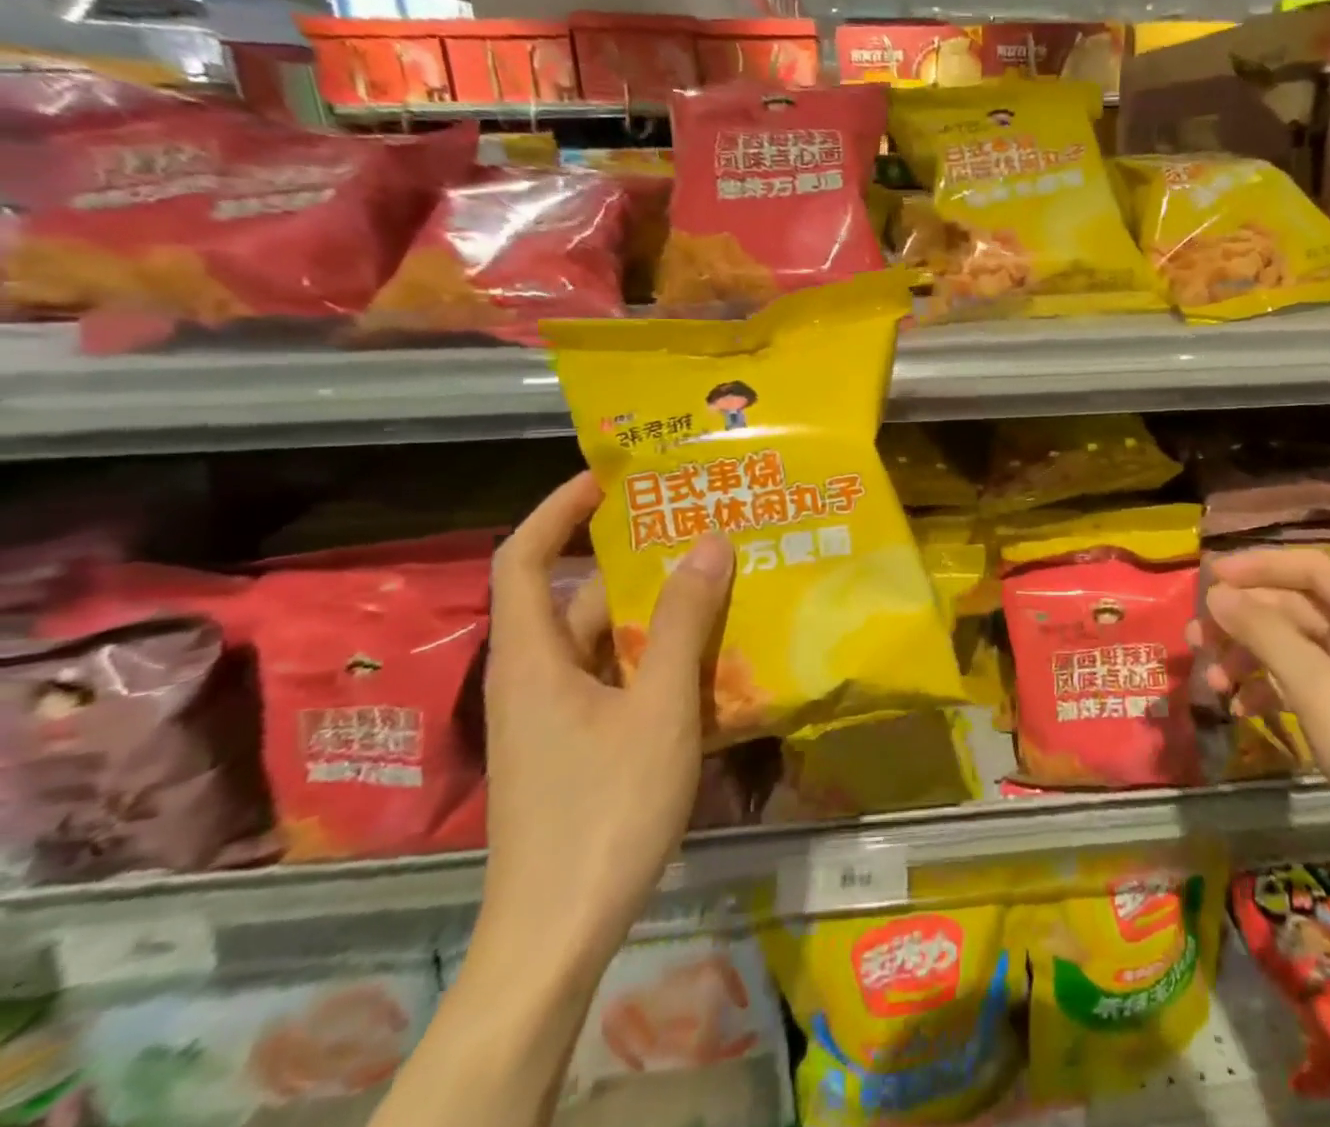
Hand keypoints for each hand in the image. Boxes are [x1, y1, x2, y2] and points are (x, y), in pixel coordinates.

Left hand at [479, 472, 734, 963]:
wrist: (555, 937)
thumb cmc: (602, 811)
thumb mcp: (657, 709)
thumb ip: (683, 623)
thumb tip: (710, 541)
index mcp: (533, 658)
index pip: (524, 557)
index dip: (558, 510)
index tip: (609, 477)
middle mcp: (536, 677)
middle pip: (579, 598)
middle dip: (635, 561)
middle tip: (699, 530)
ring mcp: (556, 717)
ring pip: (606, 643)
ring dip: (657, 614)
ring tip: (721, 585)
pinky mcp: (577, 747)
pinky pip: (618, 680)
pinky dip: (658, 660)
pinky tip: (711, 660)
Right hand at [1197, 548, 1329, 876]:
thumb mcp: (1319, 688)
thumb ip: (1264, 634)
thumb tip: (1217, 593)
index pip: (1310, 568)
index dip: (1258, 566)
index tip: (1209, 577)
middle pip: (1297, 609)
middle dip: (1244, 620)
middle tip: (1196, 638)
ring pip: (1298, 650)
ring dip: (1251, 659)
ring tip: (1212, 683)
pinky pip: (1308, 687)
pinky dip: (1273, 691)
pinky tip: (1243, 710)